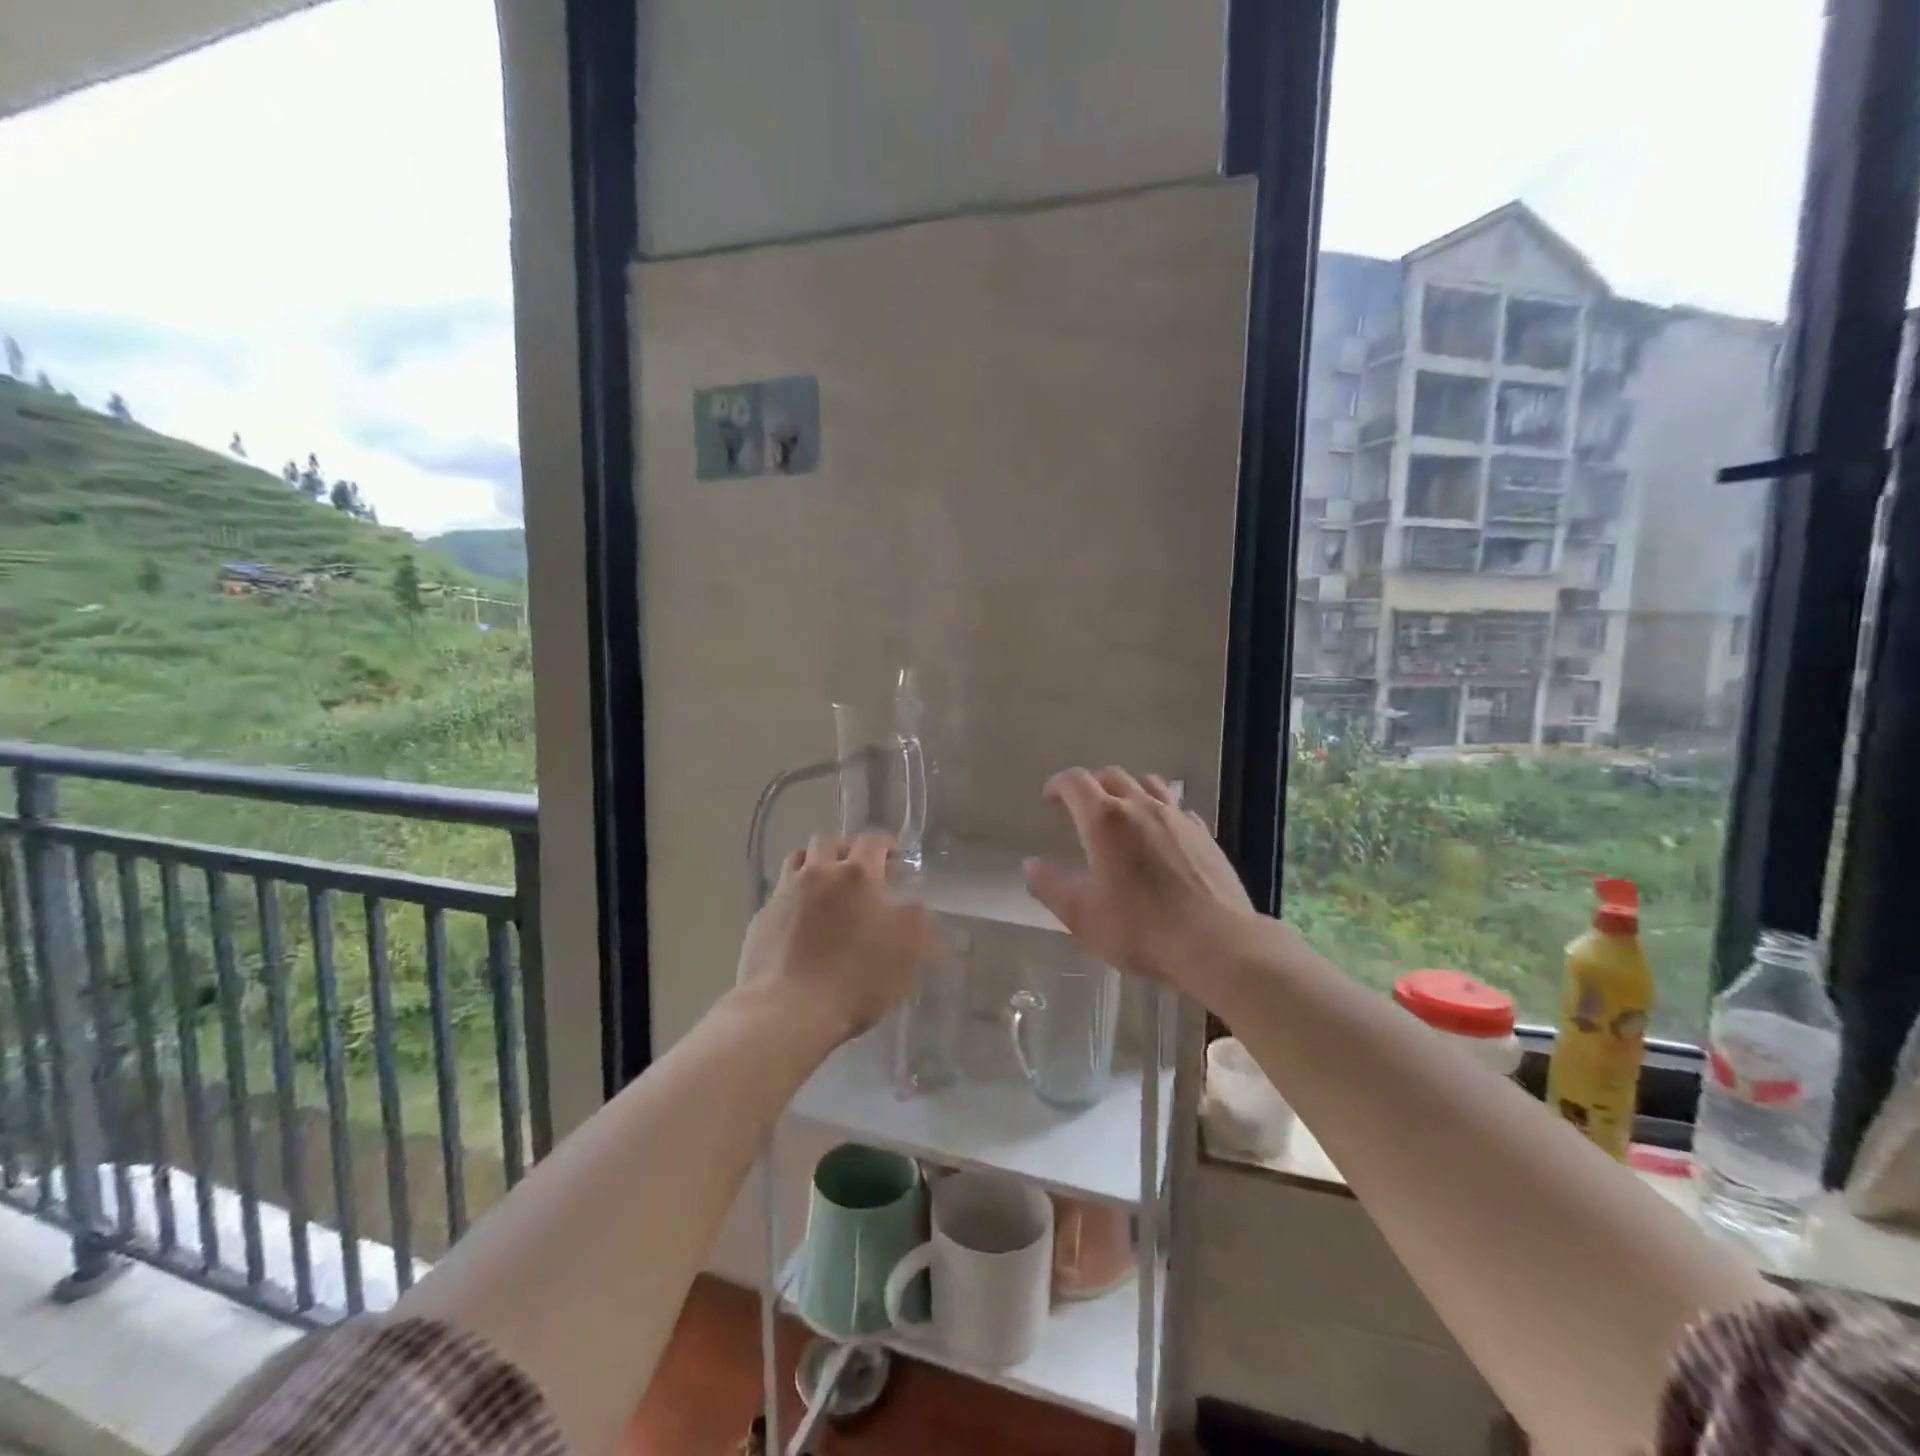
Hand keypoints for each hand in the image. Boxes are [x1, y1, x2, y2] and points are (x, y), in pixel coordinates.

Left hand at [736, 831, 930, 1044]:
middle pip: (827, 842)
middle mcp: (817, 873)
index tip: (894, 855)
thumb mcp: (908, 948)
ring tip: (825, 887)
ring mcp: (784, 894)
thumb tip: (910, 902)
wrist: (789, 1011)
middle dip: (844, 849)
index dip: (885, 844)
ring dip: (813, 866)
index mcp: (856, 874)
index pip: (872, 841)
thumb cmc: (857, 976)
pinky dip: (793, 899)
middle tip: (858, 869)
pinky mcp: (760, 920)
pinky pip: (779, 895)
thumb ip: (915, 917)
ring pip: (796, 861)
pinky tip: (800, 922)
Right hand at [1024, 767, 1257, 994]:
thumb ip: (1050, 887)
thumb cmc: (1140, 930)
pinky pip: (1177, 807)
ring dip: (1127, 791)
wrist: (1216, 944)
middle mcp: (1140, 806)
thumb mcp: (1081, 917)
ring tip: (1121, 815)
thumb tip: (1030, 865)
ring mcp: (1177, 817)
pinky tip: (1160, 835)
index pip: (1075, 782)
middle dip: (1091, 787)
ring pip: (1148, 783)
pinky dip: (1160, 810)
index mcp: (1104, 820)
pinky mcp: (1204, 833)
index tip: (1049, 799)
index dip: (1057, 785)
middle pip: (1111, 775)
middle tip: (1080, 810)